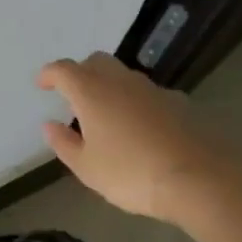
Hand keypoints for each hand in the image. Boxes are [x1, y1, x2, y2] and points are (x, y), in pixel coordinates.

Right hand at [36, 53, 210, 218]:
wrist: (199, 178)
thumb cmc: (131, 173)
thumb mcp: (87, 167)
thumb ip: (64, 143)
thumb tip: (49, 125)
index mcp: (92, 92)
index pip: (64, 70)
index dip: (49, 74)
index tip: (42, 84)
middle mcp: (122, 82)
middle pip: (96, 62)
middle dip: (80, 73)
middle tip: (73, 97)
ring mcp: (154, 90)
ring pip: (124, 76)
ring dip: (109, 87)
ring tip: (105, 116)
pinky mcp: (179, 103)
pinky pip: (148, 94)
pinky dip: (136, 102)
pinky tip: (140, 128)